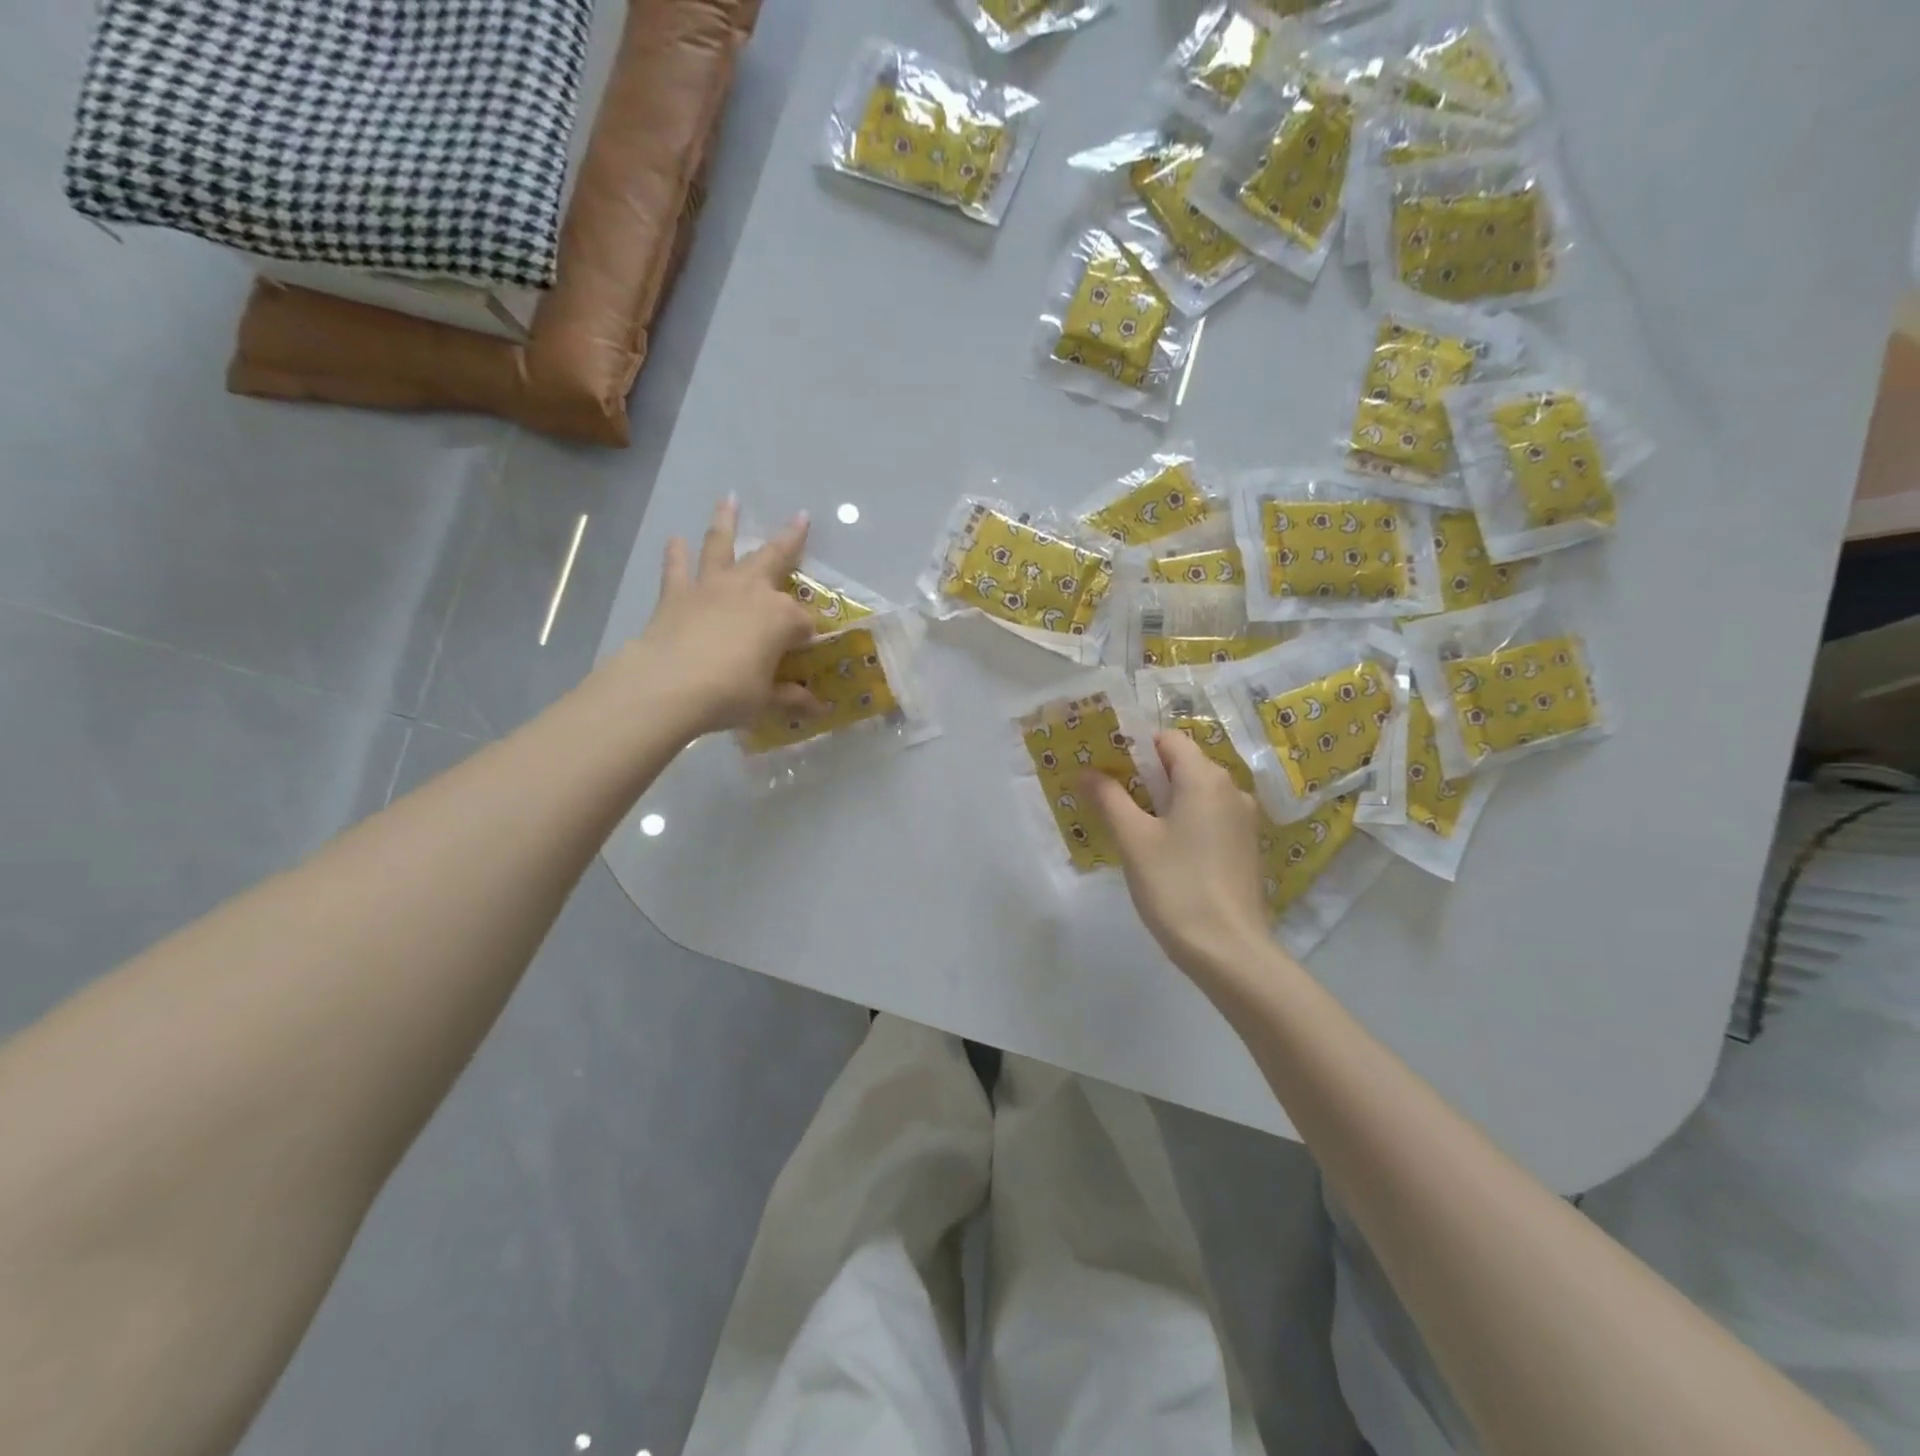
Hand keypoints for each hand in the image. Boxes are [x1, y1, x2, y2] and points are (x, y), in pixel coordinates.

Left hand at [626, 498, 820, 736]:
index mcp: (782, 618)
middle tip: (802, 517)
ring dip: (727, 521)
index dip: (807, 639)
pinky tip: (675, 539)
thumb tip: (819, 710)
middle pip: (775, 558)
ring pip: (722, 546)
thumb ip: (791, 698)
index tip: (804, 655)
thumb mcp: (766, 700)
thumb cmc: (730, 693)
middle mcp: (752, 591)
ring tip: (729, 499)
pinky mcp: (678, 593)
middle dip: (791, 539)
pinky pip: (678, 568)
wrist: (671, 684)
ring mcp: (713, 587)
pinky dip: (676, 554)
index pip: (804, 624)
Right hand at [1086, 731, 1272, 983]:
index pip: (1168, 739)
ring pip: (1195, 794)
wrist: (1229, 951)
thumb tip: (1086, 771)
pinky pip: (1208, 818)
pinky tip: (1160, 851)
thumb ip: (1109, 798)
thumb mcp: (1133, 840)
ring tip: (1129, 827)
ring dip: (1162, 801)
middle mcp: (1231, 789)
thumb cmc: (1176, 885)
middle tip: (1108, 797)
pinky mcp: (1244, 848)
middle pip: (1182, 765)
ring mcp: (1243, 820)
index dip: (1135, 747)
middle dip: (1144, 776)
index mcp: (1205, 778)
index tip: (1105, 768)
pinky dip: (1182, 822)